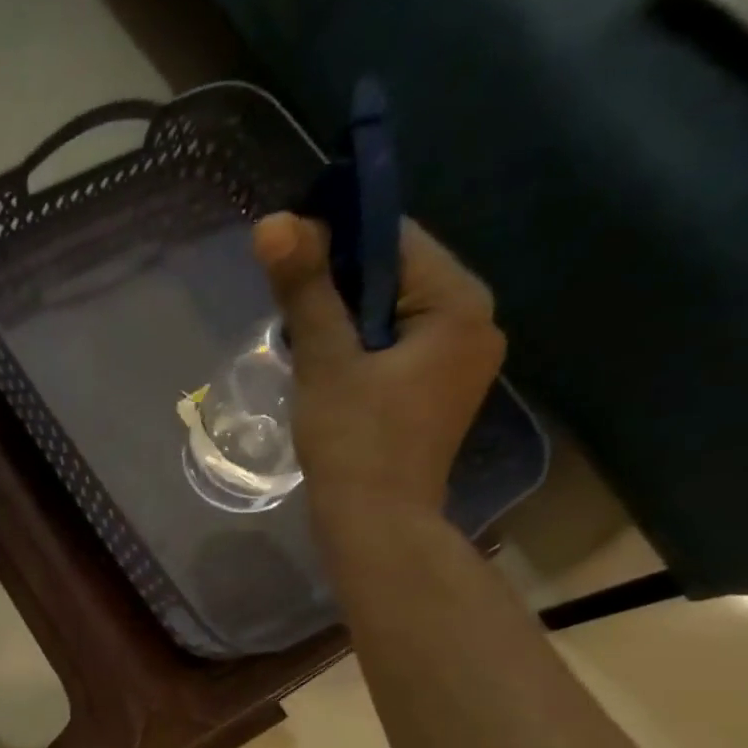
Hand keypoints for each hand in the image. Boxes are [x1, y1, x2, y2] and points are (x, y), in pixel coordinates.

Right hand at [253, 212, 505, 530]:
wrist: (377, 525)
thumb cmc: (354, 442)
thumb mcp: (324, 360)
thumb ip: (305, 288)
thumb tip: (273, 221)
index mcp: (459, 303)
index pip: (397, 240)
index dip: (338, 240)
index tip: (290, 261)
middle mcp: (475, 324)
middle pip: (398, 278)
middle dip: (341, 288)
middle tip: (291, 317)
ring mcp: (461, 363)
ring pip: (396, 317)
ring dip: (348, 322)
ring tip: (305, 350)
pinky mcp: (440, 394)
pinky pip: (400, 350)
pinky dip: (363, 352)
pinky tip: (330, 374)